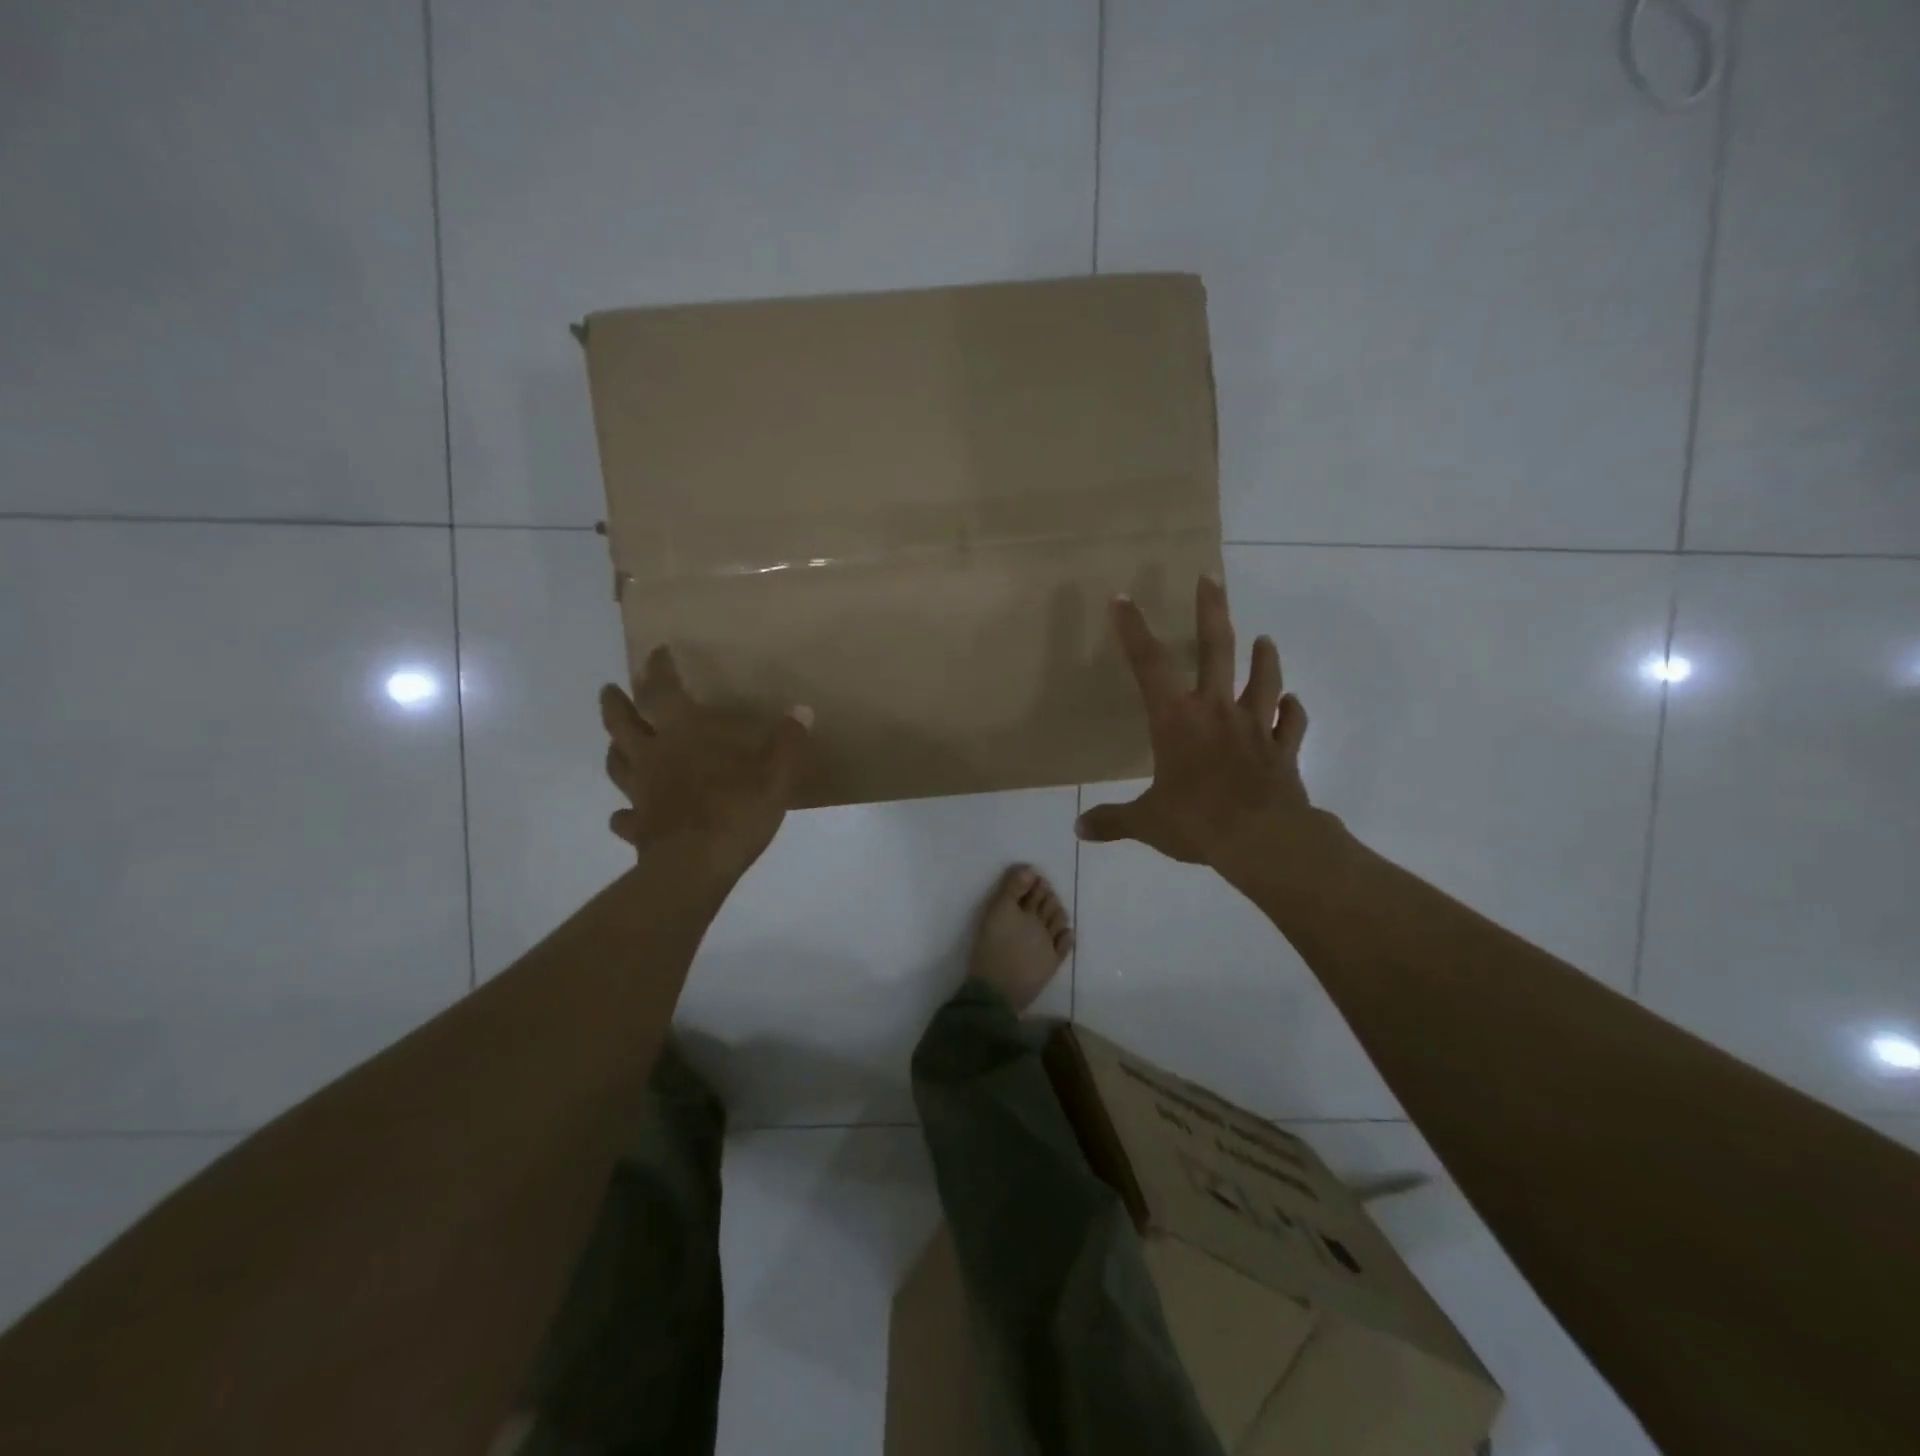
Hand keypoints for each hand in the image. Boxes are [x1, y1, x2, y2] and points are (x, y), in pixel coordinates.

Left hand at [600, 646, 812, 883]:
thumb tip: (802, 710)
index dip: (659, 669)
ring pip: (617, 764)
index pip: (662, 692)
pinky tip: (627, 814)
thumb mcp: (775, 777)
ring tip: (617, 742)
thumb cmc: (735, 813)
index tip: (657, 653)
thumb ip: (788, 743)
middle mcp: (653, 757)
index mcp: (683, 736)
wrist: (695, 869)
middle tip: (610, 690)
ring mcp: (640, 793)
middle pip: (622, 723)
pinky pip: (624, 816)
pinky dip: (624, 812)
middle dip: (616, 703)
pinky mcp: (638, 827)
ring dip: (615, 748)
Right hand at [1074, 575, 1313, 869]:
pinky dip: (1292, 711)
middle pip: (1217, 649)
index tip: (1122, 598)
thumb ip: (1113, 822)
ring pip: (1264, 679)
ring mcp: (1255, 727)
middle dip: (1211, 610)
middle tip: (1211, 577)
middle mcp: (1216, 711)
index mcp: (1176, 720)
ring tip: (1264, 638)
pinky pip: (1291, 724)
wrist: (1263, 840)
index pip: (1148, 665)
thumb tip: (1079, 830)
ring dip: (1264, 657)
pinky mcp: (1283, 750)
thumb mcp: (1147, 823)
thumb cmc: (1197, 822)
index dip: (1133, 630)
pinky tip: (1292, 703)